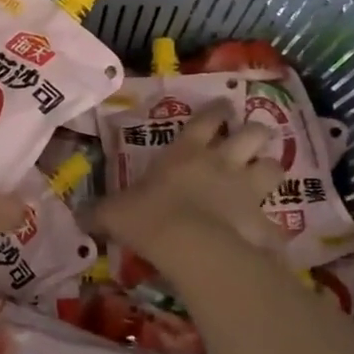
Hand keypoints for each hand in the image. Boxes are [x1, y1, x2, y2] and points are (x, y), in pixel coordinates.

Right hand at [89, 100, 283, 263]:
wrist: (192, 247)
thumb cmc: (149, 217)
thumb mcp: (114, 213)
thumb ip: (99, 212)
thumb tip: (77, 215)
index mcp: (186, 152)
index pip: (207, 119)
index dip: (217, 110)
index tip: (224, 106)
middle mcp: (222, 163)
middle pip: (252, 134)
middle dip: (255, 132)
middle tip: (253, 137)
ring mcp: (247, 190)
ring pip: (274, 166)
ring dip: (271, 168)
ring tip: (266, 174)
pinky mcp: (263, 222)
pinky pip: (275, 220)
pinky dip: (272, 225)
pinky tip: (268, 233)